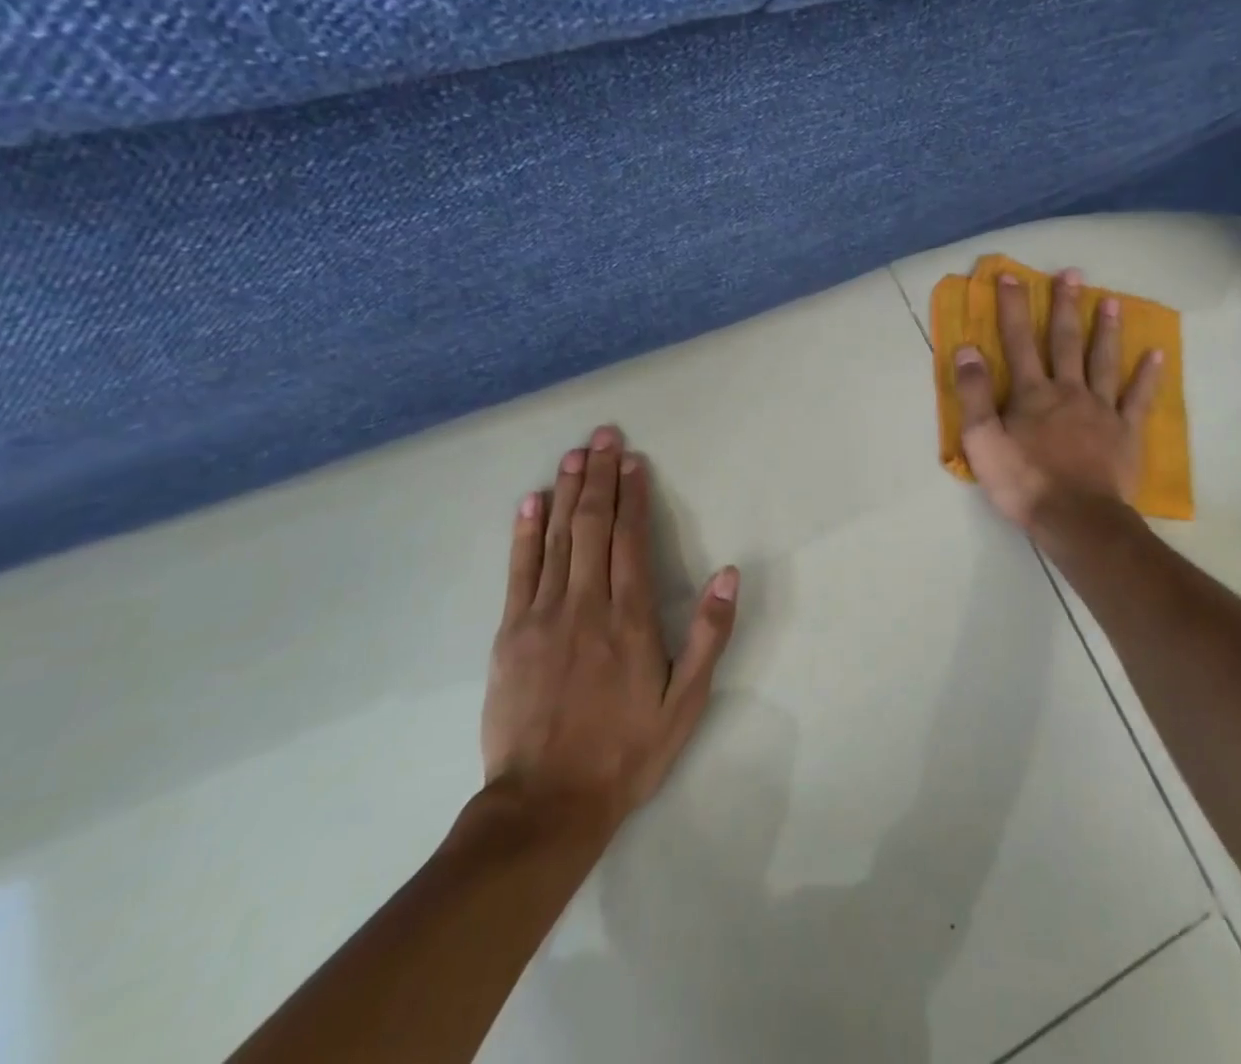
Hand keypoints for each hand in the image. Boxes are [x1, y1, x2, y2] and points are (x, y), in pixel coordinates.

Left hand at [480, 426, 738, 833]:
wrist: (546, 804)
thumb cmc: (625, 751)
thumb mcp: (685, 701)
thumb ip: (708, 634)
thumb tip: (729, 573)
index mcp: (630, 618)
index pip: (632, 539)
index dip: (633, 495)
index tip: (633, 459)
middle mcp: (586, 604)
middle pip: (593, 526)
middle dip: (600, 477)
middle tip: (603, 436)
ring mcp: (543, 615)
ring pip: (557, 538)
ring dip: (567, 491)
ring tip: (575, 454)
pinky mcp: (511, 633)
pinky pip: (519, 570)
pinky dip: (525, 532)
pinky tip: (532, 502)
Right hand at [953, 268, 1162, 531]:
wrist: (1075, 518)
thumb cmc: (1023, 482)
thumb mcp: (982, 441)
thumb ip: (974, 393)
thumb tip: (967, 348)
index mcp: (1031, 393)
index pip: (1018, 341)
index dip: (1013, 307)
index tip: (1010, 276)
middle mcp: (1067, 390)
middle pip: (1065, 341)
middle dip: (1065, 305)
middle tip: (1071, 273)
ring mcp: (1101, 409)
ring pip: (1103, 360)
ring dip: (1106, 329)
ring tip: (1110, 300)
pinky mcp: (1126, 431)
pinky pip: (1138, 398)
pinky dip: (1148, 375)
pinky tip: (1156, 354)